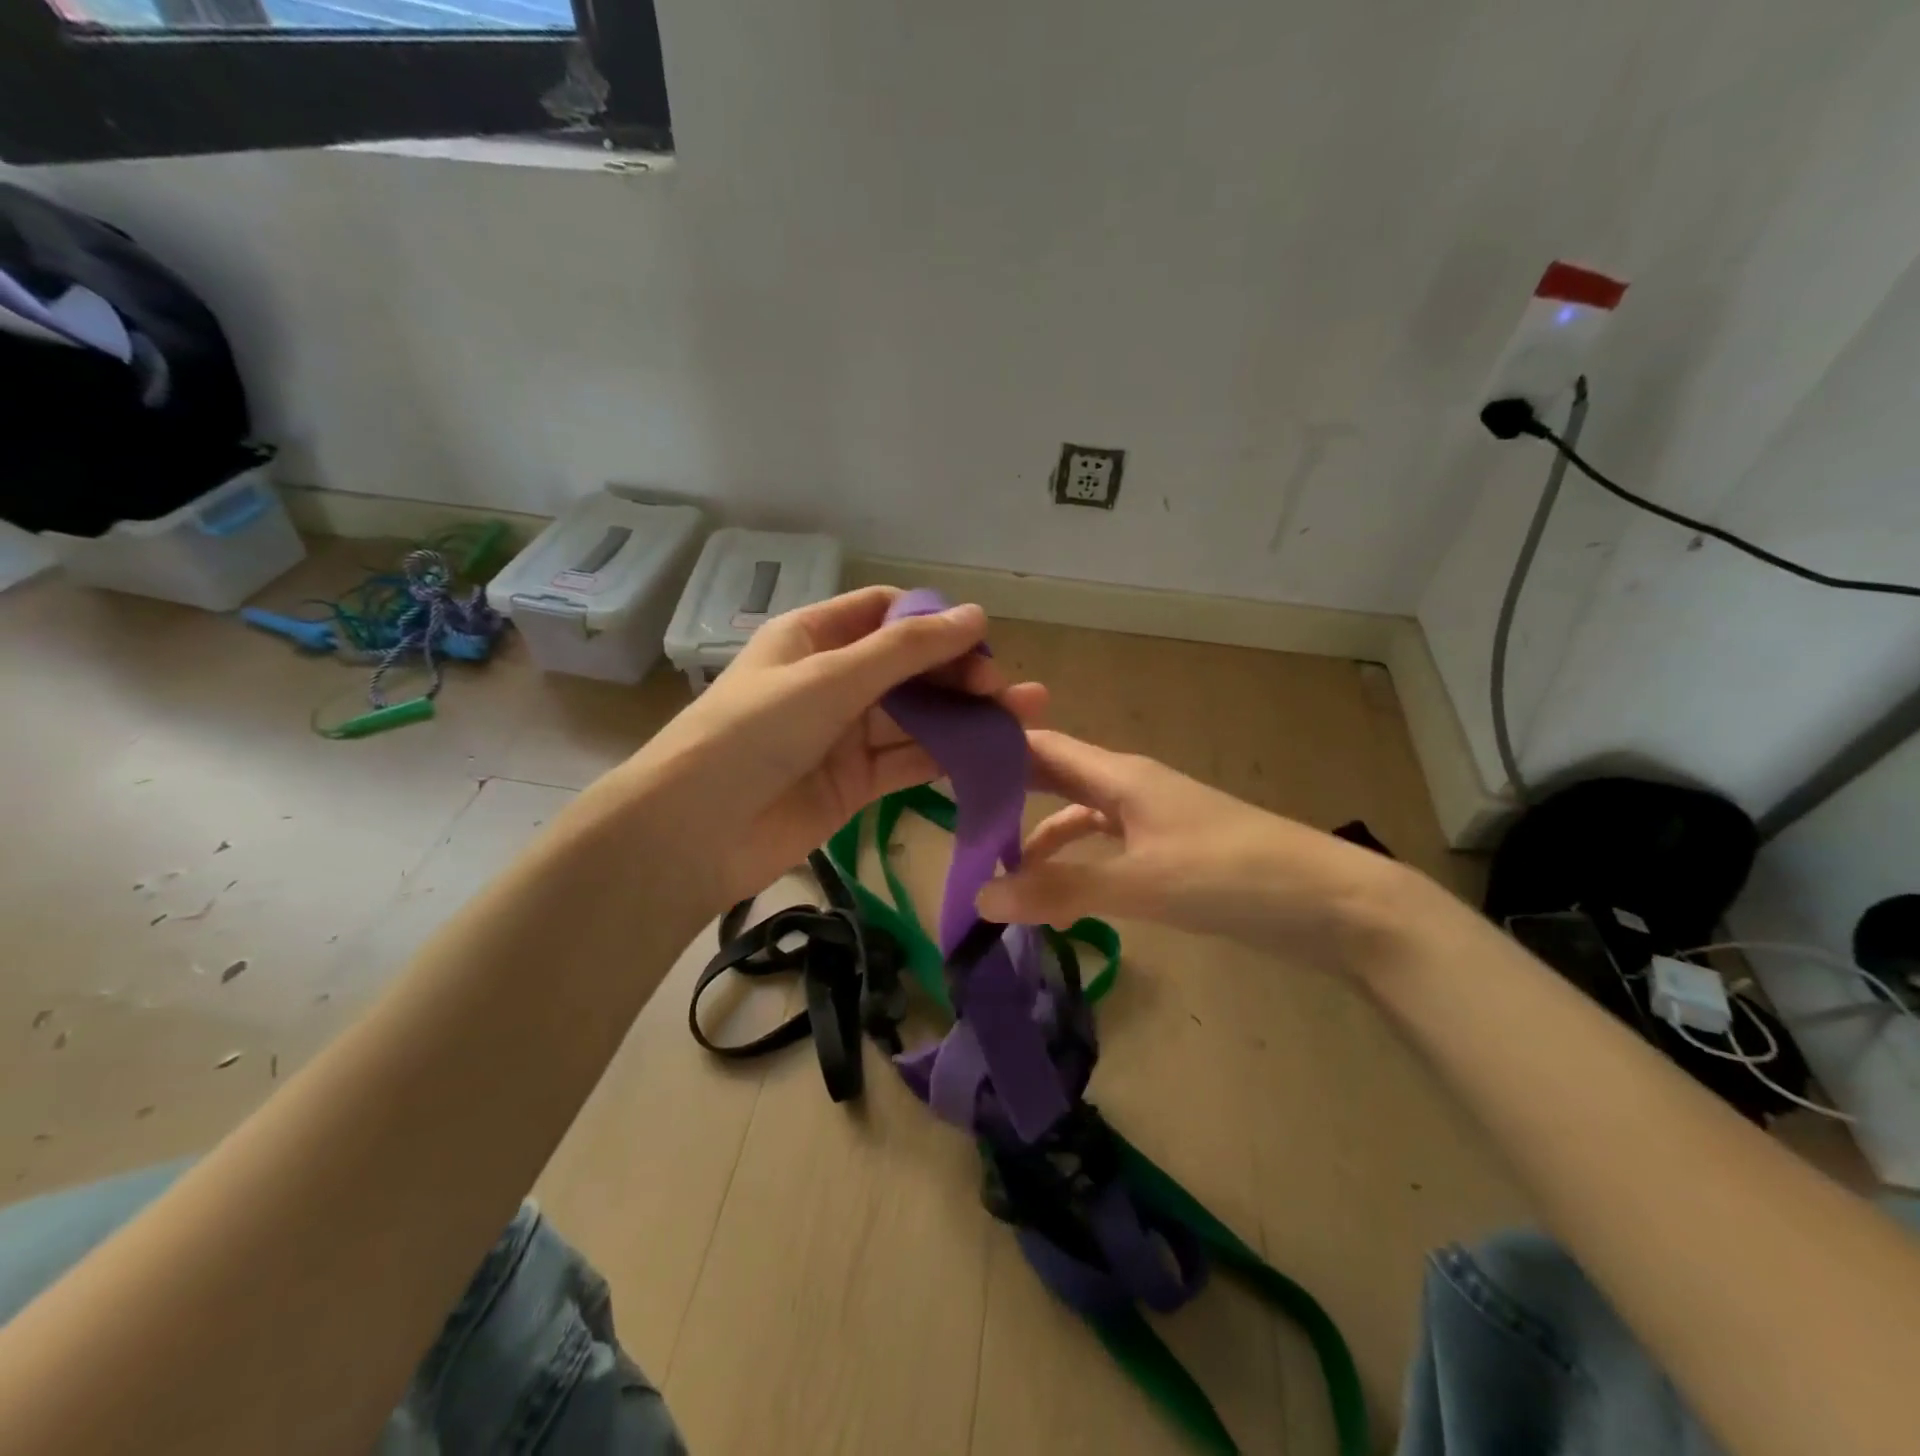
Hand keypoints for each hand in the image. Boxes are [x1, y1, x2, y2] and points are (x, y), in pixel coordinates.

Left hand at [608, 586, 1046, 909]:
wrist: (695, 833)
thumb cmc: (754, 733)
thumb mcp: (830, 679)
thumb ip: (905, 651)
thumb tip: (976, 615)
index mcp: (814, 638)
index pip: (884, 613)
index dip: (933, 620)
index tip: (979, 639)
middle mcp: (833, 681)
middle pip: (909, 667)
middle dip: (959, 673)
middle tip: (1007, 689)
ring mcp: (845, 734)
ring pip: (918, 717)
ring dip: (966, 716)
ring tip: (1024, 716)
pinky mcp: (857, 783)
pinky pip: (910, 761)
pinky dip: (949, 757)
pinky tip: (993, 753)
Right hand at [976, 730, 1414, 977]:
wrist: (1335, 904)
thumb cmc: (1234, 875)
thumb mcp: (1142, 883)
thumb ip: (1061, 889)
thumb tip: (979, 899)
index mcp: (1121, 776)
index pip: (1042, 746)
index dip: (994, 747)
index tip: (942, 760)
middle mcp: (1131, 787)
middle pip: (1056, 776)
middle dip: (1007, 790)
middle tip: (953, 814)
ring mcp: (1153, 820)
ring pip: (1080, 816)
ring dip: (1040, 835)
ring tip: (995, 866)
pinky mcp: (1171, 852)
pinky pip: (1106, 847)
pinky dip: (1077, 862)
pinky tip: (1060, 892)